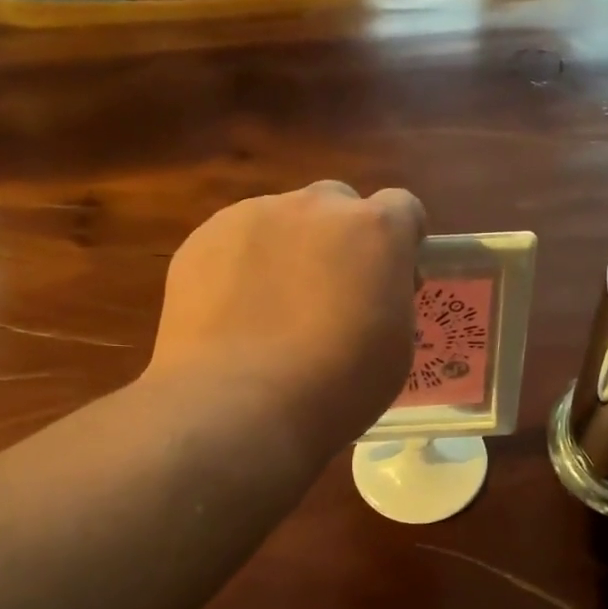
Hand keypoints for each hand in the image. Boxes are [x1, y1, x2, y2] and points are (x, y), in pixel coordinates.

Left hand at [148, 182, 426, 448]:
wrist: (239, 405)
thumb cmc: (337, 385)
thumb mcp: (396, 344)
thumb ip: (390, 295)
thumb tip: (371, 284)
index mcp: (375, 229)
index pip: (403, 207)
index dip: (401, 240)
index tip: (392, 276)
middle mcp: (317, 207)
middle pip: (339, 203)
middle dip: (343, 237)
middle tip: (333, 292)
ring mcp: (254, 215)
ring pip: (283, 219)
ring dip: (291, 248)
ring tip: (274, 308)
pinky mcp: (204, 237)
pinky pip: (236, 241)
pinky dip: (243, 266)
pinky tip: (235, 314)